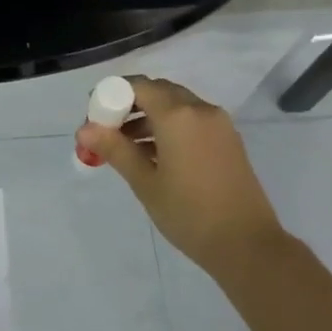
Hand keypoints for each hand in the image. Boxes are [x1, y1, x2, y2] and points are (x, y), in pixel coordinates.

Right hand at [77, 76, 290, 280]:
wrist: (246, 244)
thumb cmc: (189, 213)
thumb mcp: (145, 183)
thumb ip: (115, 149)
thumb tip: (85, 129)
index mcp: (178, 116)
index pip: (139, 86)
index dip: (113, 94)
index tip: (94, 114)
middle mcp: (201, 110)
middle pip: (159, 92)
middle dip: (131, 104)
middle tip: (108, 129)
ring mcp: (219, 124)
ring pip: (177, 106)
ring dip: (150, 116)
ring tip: (126, 147)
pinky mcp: (228, 140)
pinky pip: (193, 120)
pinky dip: (171, 127)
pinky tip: (155, 155)